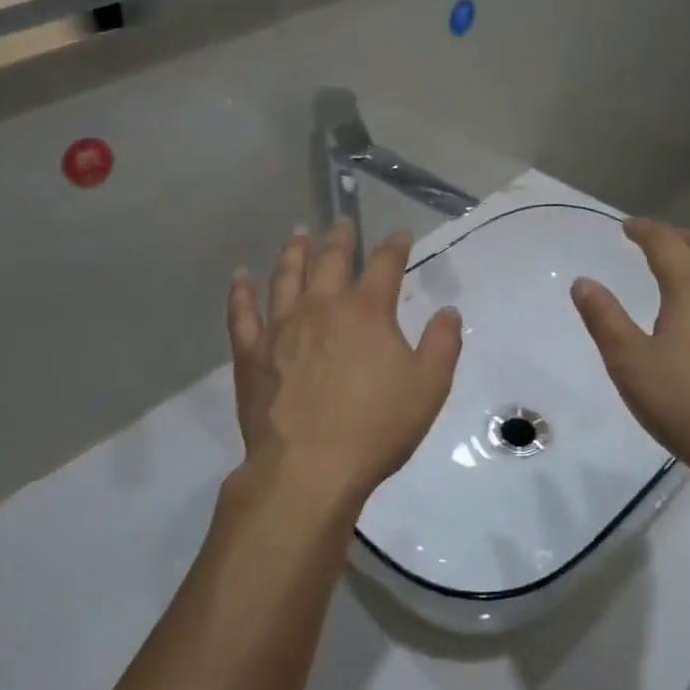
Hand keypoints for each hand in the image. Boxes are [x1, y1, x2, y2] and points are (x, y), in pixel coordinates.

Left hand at [226, 222, 462, 512]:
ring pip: (286, 276)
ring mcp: (281, 327)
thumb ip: (442, 344)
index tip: (400, 236)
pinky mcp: (251, 353)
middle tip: (342, 221)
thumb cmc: (375, 428)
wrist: (308, 468)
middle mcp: (322, 307)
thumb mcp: (428, 388)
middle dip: (340, 238)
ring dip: (294, 251)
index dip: (395, 246)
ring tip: (298, 233)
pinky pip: (242, 313)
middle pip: (331, 260)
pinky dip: (241, 291)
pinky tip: (241, 276)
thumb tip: (448, 311)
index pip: (385, 265)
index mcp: (366, 312)